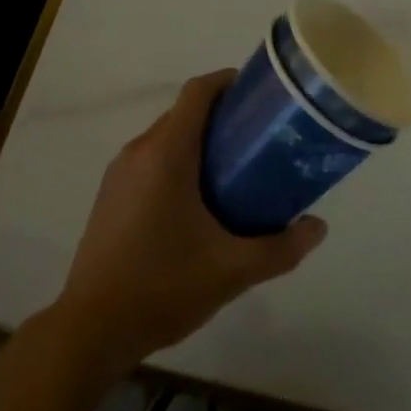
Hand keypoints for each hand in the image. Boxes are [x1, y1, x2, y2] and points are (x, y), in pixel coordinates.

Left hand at [53, 70, 327, 372]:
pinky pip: (149, 159)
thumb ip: (280, 248)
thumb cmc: (163, 285)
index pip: (197, 91)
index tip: (257, 95)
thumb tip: (319, 227)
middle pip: (183, 112)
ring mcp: (119, 172)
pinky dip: (175, 161)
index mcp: (167, 152)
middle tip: (256, 138)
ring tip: (232, 168)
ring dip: (196, 140)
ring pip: (165, 136)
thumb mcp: (232, 270)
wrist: (91, 328)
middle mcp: (139, 150)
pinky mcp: (109, 194)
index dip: (227, 82)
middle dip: (219, 116)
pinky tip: (194, 201)